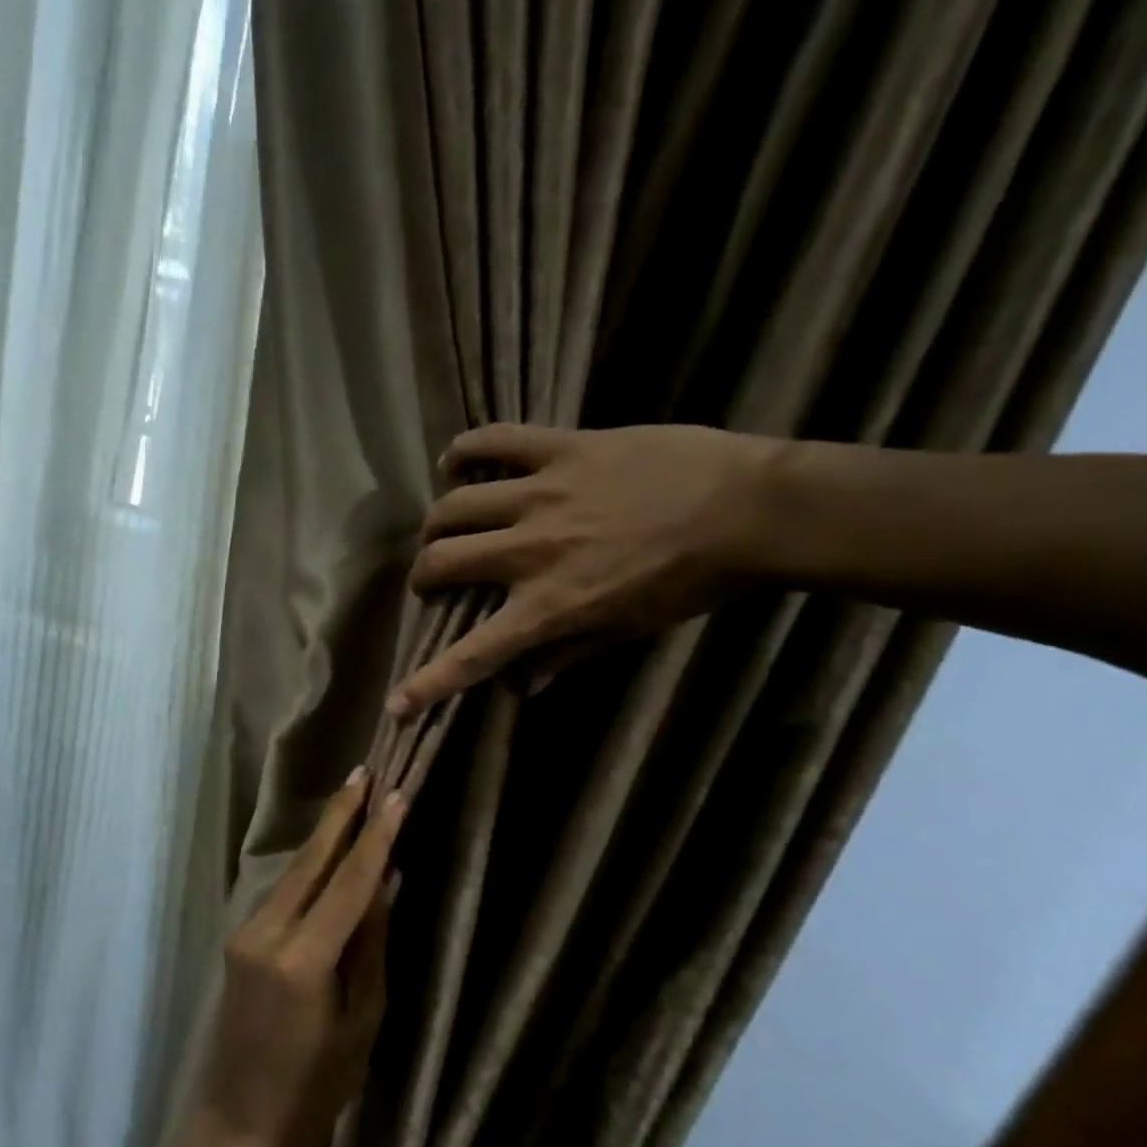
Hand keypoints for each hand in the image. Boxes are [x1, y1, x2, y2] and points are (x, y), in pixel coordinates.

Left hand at [175, 770, 403, 1146]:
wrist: (237, 1128)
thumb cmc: (314, 1091)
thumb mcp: (361, 1022)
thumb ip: (370, 946)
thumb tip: (386, 884)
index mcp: (304, 958)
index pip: (350, 881)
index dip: (376, 836)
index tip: (395, 794)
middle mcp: (268, 932)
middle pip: (311, 860)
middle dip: (340, 814)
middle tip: (365, 770)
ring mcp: (246, 934)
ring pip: (294, 873)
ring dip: (325, 836)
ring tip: (353, 799)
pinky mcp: (239, 942)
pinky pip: (282, 894)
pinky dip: (310, 868)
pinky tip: (329, 853)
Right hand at [386, 422, 778, 714]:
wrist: (750, 509)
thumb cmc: (691, 582)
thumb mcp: (629, 630)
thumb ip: (567, 656)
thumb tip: (521, 687)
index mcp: (550, 606)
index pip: (474, 654)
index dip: (428, 684)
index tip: (396, 704)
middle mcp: (531, 551)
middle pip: (442, 561)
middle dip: (423, 577)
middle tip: (432, 581)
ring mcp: (542, 493)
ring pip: (454, 504)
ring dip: (437, 522)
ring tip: (443, 527)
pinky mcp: (563, 448)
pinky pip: (496, 441)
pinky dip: (465, 450)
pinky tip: (455, 461)